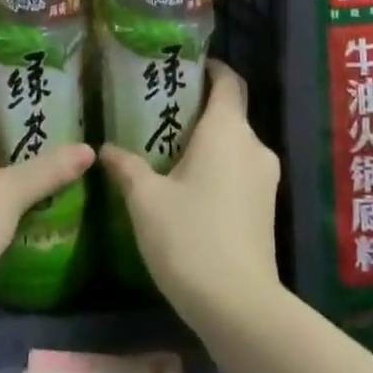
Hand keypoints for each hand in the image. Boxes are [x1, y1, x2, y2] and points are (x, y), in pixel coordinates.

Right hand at [99, 61, 281, 327]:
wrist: (239, 306)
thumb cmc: (190, 237)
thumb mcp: (146, 200)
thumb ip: (127, 167)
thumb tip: (105, 148)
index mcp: (227, 130)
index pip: (228, 81)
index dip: (210, 68)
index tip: (184, 66)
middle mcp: (253, 145)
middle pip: (230, 112)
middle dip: (199, 108)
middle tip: (160, 111)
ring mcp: (266, 178)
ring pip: (235, 144)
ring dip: (207, 141)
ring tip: (168, 149)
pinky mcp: (267, 207)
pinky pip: (240, 170)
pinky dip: (217, 166)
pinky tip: (188, 186)